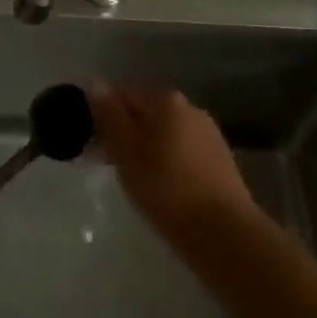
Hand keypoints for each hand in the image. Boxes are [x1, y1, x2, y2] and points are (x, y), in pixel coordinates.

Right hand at [89, 84, 259, 247]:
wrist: (225, 235)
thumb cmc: (167, 189)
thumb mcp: (127, 152)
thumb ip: (109, 116)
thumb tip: (93, 82)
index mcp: (165, 99)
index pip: (122, 94)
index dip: (102, 116)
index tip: (91, 145)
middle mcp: (189, 107)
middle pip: (145, 112)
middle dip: (125, 133)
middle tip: (108, 166)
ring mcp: (208, 133)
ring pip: (164, 133)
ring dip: (146, 148)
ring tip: (135, 182)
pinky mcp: (220, 160)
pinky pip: (182, 151)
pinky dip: (168, 163)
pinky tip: (163, 189)